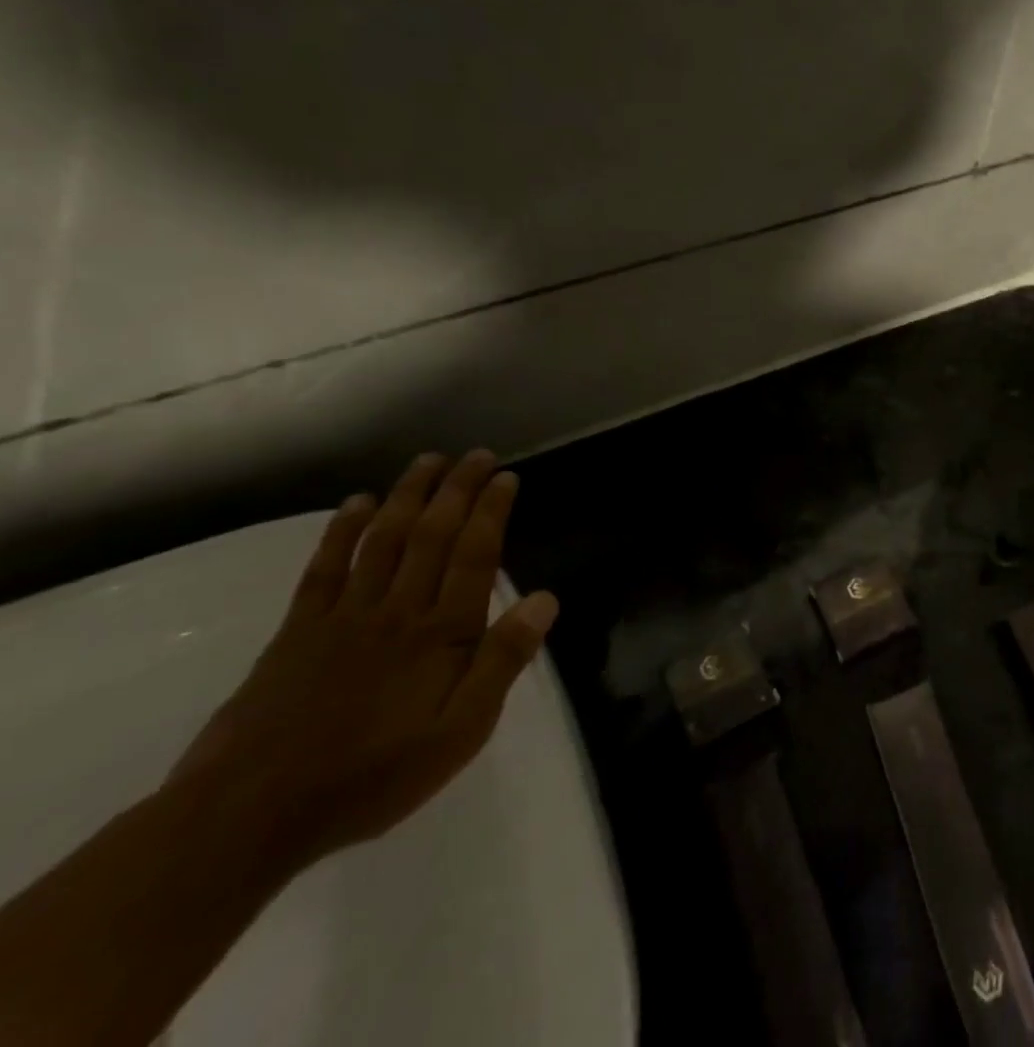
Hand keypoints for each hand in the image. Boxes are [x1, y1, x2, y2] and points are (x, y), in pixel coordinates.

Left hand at [169, 451, 558, 871]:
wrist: (247, 818)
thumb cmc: (371, 777)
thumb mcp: (460, 733)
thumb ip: (503, 662)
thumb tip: (546, 599)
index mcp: (441, 634)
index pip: (474, 556)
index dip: (492, 512)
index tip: (506, 477)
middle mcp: (397, 611)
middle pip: (432, 536)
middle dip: (457, 490)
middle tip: (477, 455)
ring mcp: (343, 617)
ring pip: (382, 540)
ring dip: (407, 496)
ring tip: (428, 462)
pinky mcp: (297, 633)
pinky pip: (324, 570)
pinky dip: (341, 532)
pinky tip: (356, 504)